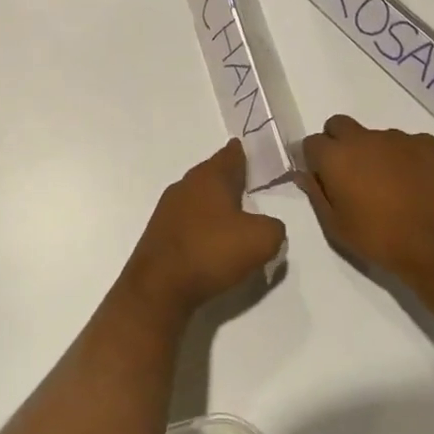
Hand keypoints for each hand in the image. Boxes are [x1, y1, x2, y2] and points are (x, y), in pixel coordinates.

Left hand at [125, 140, 286, 315]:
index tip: (247, 149)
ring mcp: (169, 208)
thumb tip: (268, 225)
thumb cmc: (211, 251)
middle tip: (248, 185)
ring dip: (215, 204)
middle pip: (212, 175)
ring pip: (199, 197)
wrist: (160, 285)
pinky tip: (212, 240)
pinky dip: (203, 225)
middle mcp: (186, 184)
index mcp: (210, 177)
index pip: (230, 155)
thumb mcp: (261, 240)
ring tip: (234, 216)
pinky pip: (189, 220)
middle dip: (229, 179)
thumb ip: (274, 227)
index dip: (241, 152)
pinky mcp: (161, 232)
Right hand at [302, 115, 433, 285]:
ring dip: (376, 154)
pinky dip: (408, 159)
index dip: (316, 160)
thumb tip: (305, 174)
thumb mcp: (337, 227)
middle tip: (353, 175)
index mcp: (335, 157)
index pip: (312, 143)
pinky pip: (410, 144)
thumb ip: (316, 194)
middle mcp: (364, 138)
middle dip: (340, 143)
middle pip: (339, 125)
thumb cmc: (382, 241)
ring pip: (376, 137)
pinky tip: (419, 185)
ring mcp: (399, 138)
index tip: (325, 179)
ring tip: (394, 186)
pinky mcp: (430, 144)